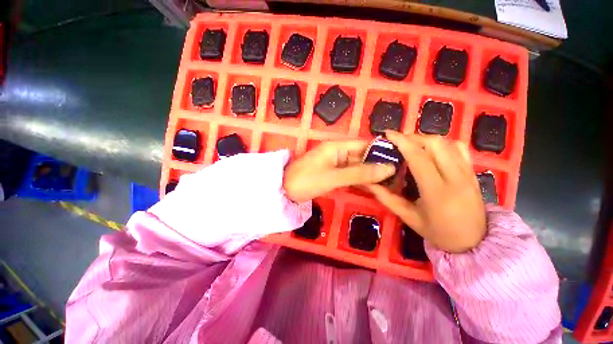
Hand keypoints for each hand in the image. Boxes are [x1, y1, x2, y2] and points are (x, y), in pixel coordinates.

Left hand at [284, 140, 395, 202]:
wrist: (283, 191)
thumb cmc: (306, 181)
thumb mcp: (333, 177)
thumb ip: (360, 173)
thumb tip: (388, 168)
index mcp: (337, 147)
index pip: (364, 145)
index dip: (381, 152)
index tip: (400, 161)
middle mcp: (337, 152)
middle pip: (361, 156)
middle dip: (377, 165)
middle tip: (399, 176)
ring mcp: (334, 164)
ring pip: (356, 167)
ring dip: (370, 174)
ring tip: (391, 183)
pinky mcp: (332, 174)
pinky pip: (349, 175)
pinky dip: (359, 180)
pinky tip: (373, 187)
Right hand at [368, 131, 485, 252]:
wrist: (475, 242)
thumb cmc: (438, 232)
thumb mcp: (408, 217)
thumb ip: (387, 198)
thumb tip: (369, 183)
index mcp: (437, 192)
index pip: (419, 158)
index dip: (402, 142)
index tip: (388, 134)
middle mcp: (456, 178)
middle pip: (435, 144)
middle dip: (412, 137)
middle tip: (397, 141)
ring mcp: (468, 173)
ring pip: (447, 143)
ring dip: (425, 139)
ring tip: (411, 144)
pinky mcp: (473, 172)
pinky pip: (459, 148)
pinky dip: (442, 143)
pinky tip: (431, 150)